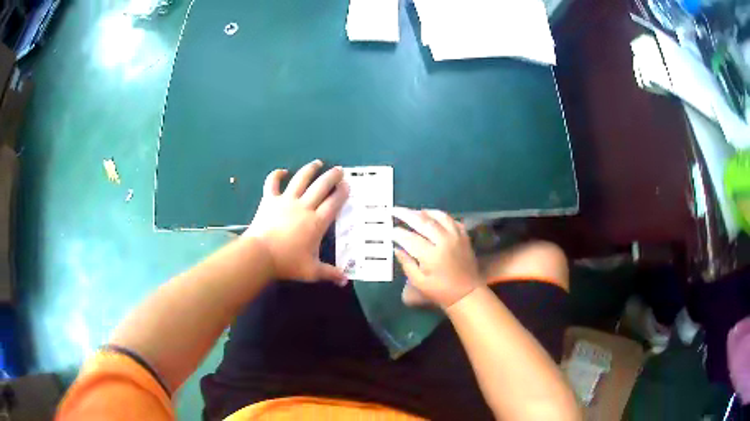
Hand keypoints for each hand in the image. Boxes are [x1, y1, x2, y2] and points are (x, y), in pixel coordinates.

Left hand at [243, 160, 348, 284]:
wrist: (260, 255)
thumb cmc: (287, 262)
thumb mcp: (312, 271)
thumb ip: (330, 274)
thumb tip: (345, 282)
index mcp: (317, 222)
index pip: (334, 203)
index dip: (342, 193)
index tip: (348, 185)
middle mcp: (304, 206)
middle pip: (321, 186)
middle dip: (332, 176)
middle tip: (339, 169)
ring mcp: (286, 200)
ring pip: (301, 179)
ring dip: (310, 169)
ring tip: (318, 163)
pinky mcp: (269, 199)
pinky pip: (272, 183)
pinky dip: (276, 175)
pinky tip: (282, 171)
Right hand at [392, 207, 481, 308]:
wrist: (467, 293)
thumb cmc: (440, 291)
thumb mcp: (419, 282)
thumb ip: (407, 263)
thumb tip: (396, 248)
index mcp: (432, 255)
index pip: (410, 238)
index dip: (398, 233)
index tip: (389, 230)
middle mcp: (444, 241)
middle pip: (423, 221)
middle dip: (407, 214)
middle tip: (395, 210)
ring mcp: (456, 236)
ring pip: (439, 216)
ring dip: (424, 212)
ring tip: (412, 212)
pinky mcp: (464, 236)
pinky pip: (451, 220)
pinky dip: (440, 216)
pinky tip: (432, 218)